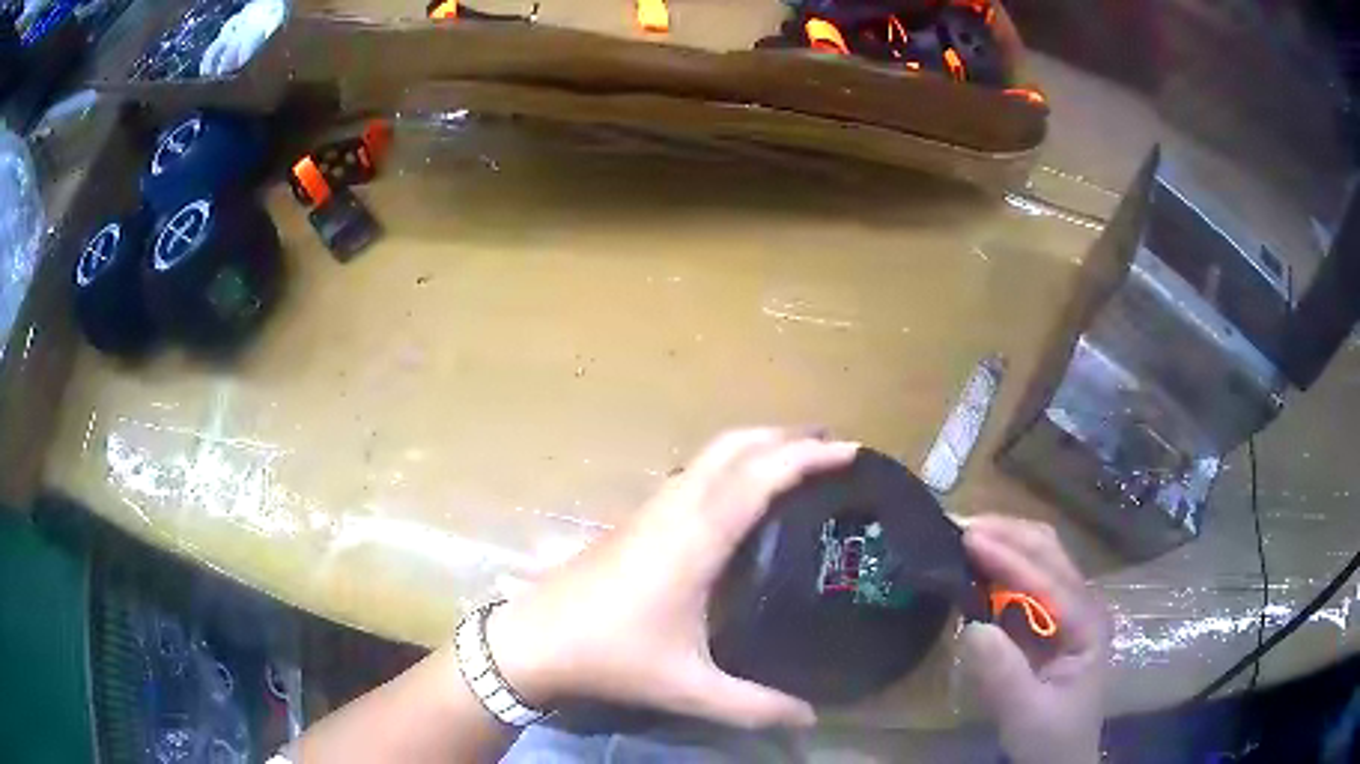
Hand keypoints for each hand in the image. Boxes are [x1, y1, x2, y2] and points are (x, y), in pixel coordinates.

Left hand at [486, 428, 858, 727]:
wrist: (534, 639)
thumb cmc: (611, 657)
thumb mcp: (688, 687)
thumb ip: (754, 706)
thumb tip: (811, 717)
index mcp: (695, 540)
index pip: (759, 477)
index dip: (807, 457)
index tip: (852, 452)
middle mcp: (675, 510)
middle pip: (734, 447)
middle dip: (786, 435)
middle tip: (833, 447)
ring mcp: (652, 510)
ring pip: (711, 454)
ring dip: (757, 444)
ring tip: (798, 459)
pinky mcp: (637, 519)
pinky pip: (696, 473)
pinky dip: (732, 463)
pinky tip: (743, 494)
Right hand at [960, 516, 1109, 763]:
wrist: (1060, 757)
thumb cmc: (1050, 739)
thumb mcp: (1026, 715)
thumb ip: (1004, 676)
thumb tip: (971, 628)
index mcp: (1088, 624)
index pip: (1049, 580)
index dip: (1009, 557)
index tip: (967, 539)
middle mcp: (1082, 604)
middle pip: (1048, 551)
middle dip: (1006, 534)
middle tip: (957, 528)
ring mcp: (1067, 609)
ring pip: (1039, 557)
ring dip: (1003, 542)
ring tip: (961, 538)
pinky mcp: (1048, 620)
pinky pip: (1026, 579)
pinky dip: (1000, 565)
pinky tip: (976, 566)